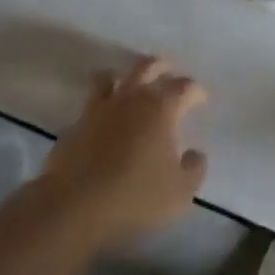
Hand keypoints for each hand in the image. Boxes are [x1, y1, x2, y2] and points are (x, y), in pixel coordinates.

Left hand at [39, 56, 208, 250]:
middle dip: (161, 67)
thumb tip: (194, 153)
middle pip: (147, 67)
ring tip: (130, 85)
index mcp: (161, 108)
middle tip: (169, 73)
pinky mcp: (75, 125)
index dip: (196, 91)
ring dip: (124, 76)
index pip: (185, 87)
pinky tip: (106, 118)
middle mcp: (130, 99)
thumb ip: (194, 168)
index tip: (201, 100)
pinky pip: (90, 103)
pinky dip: (102, 103)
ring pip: (110, 76)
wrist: (73, 207)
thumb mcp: (180, 191)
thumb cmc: (135, 197)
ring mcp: (99, 109)